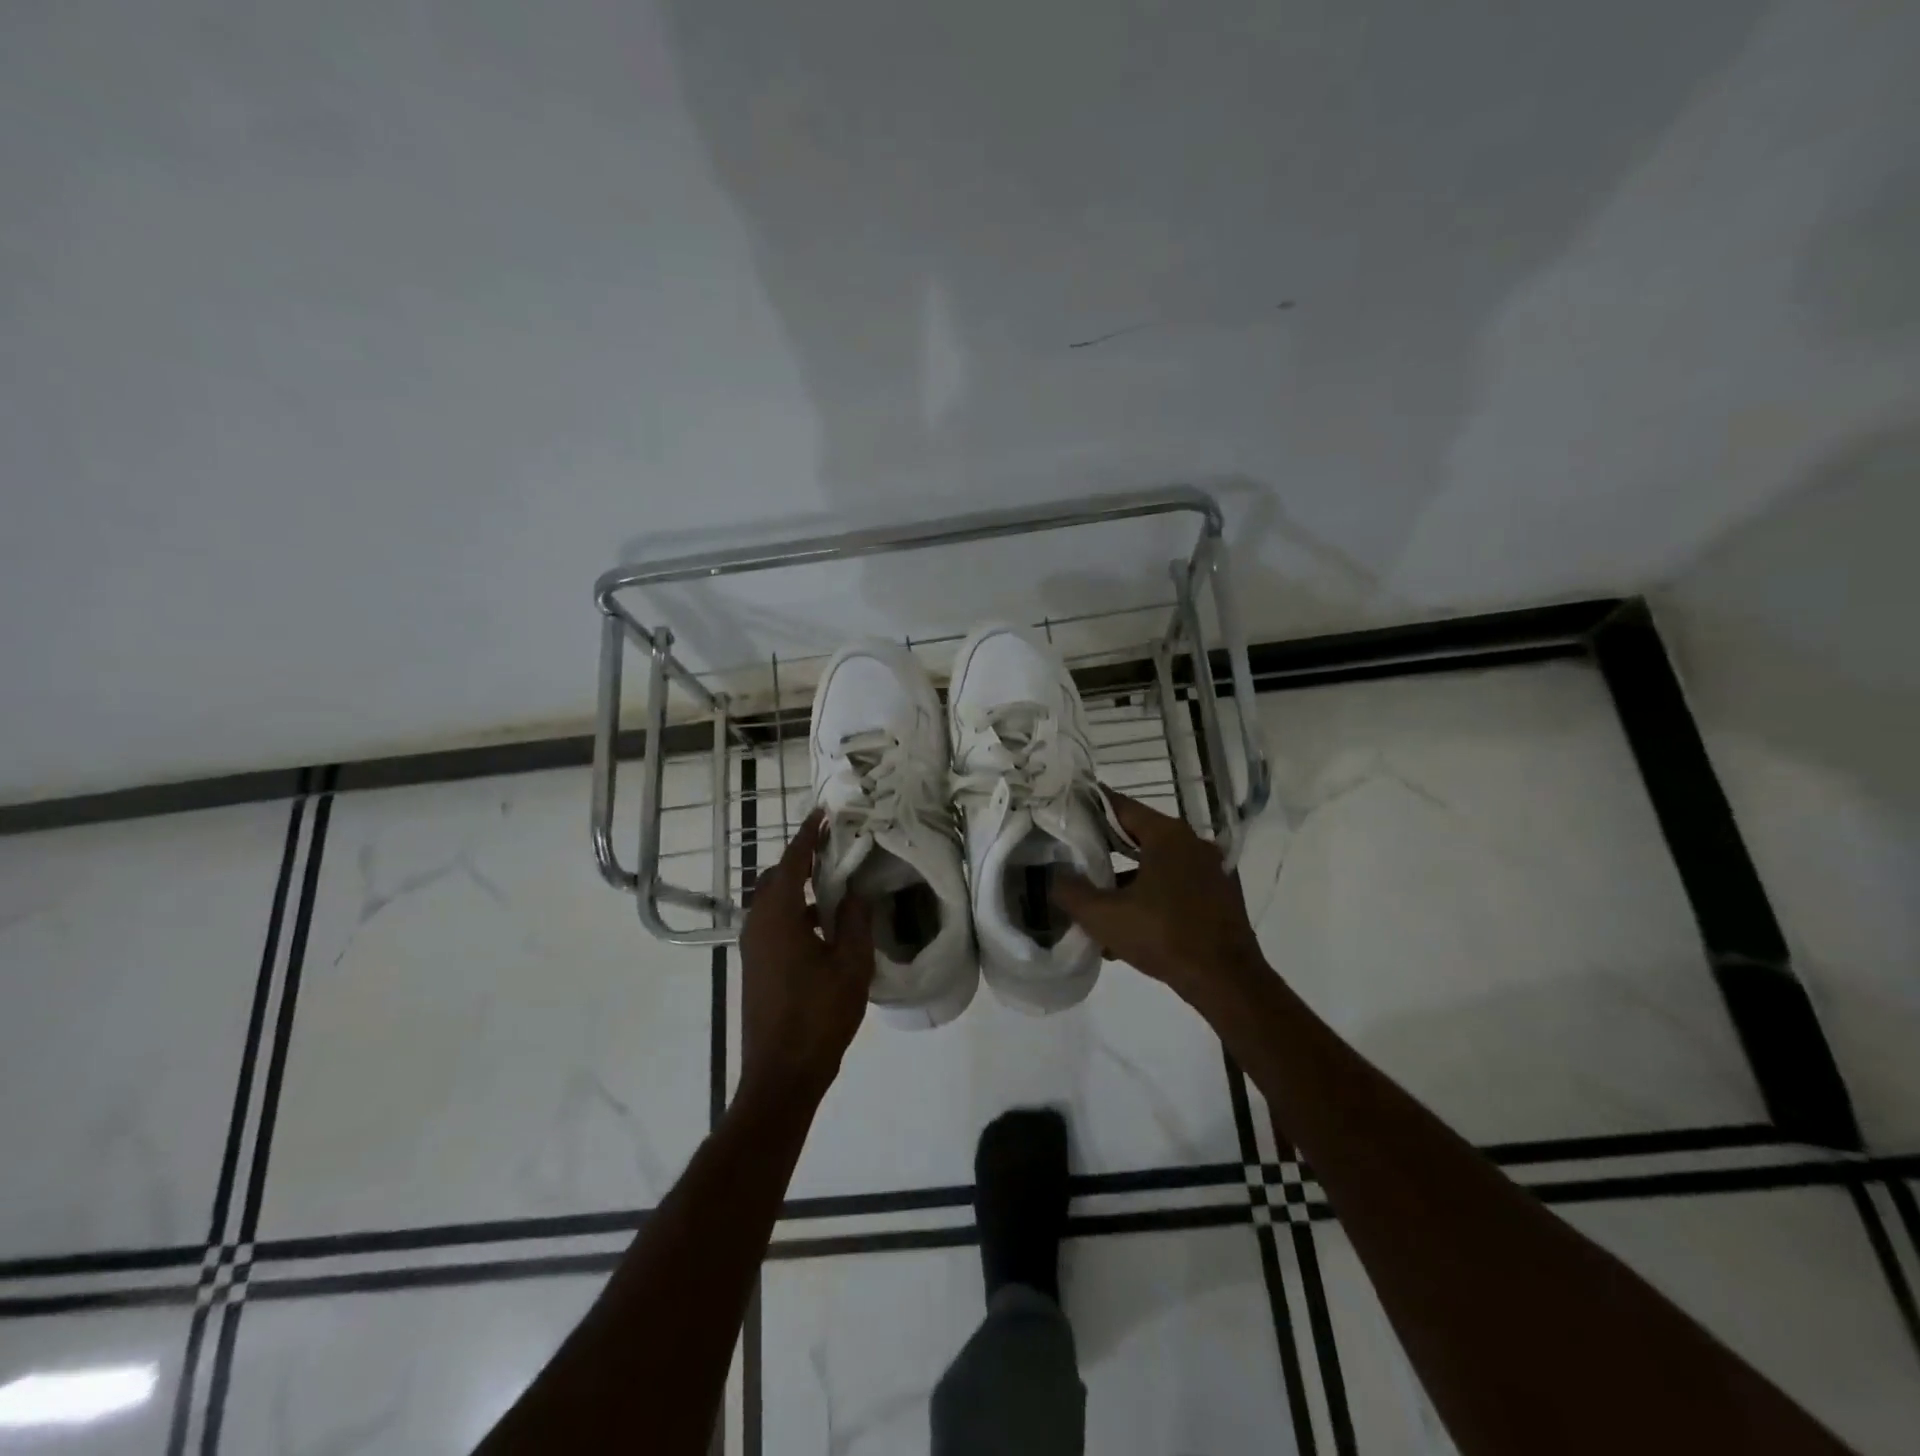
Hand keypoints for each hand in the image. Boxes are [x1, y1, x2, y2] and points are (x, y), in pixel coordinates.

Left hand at [738, 810, 875, 1103]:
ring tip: (833, 881)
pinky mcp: (756, 965)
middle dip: (802, 857)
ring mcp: (753, 946)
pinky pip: (773, 922)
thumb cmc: (819, 1015)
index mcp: (778, 917)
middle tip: (834, 846)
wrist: (782, 1074)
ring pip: (773, 901)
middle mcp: (757, 924)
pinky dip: (795, 910)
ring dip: (798, 886)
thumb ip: (853, 920)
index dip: (809, 835)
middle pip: (776, 877)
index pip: (792, 861)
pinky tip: (823, 924)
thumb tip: (853, 892)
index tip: (823, 813)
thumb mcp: (850, 965)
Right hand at [1051, 789, 1266, 1009]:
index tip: (1068, 808)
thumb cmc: (1163, 936)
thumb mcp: (1104, 916)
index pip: (1121, 806)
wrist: (1227, 981)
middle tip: (1075, 852)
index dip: (1091, 806)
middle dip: (1106, 845)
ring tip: (1097, 898)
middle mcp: (1192, 843)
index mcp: (1167, 835)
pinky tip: (1129, 924)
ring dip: (1128, 877)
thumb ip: (1071, 892)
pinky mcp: (1219, 896)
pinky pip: (1175, 885)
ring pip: (1157, 863)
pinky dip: (1151, 895)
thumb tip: (1054, 876)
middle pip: (1139, 834)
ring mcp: (1210, 870)